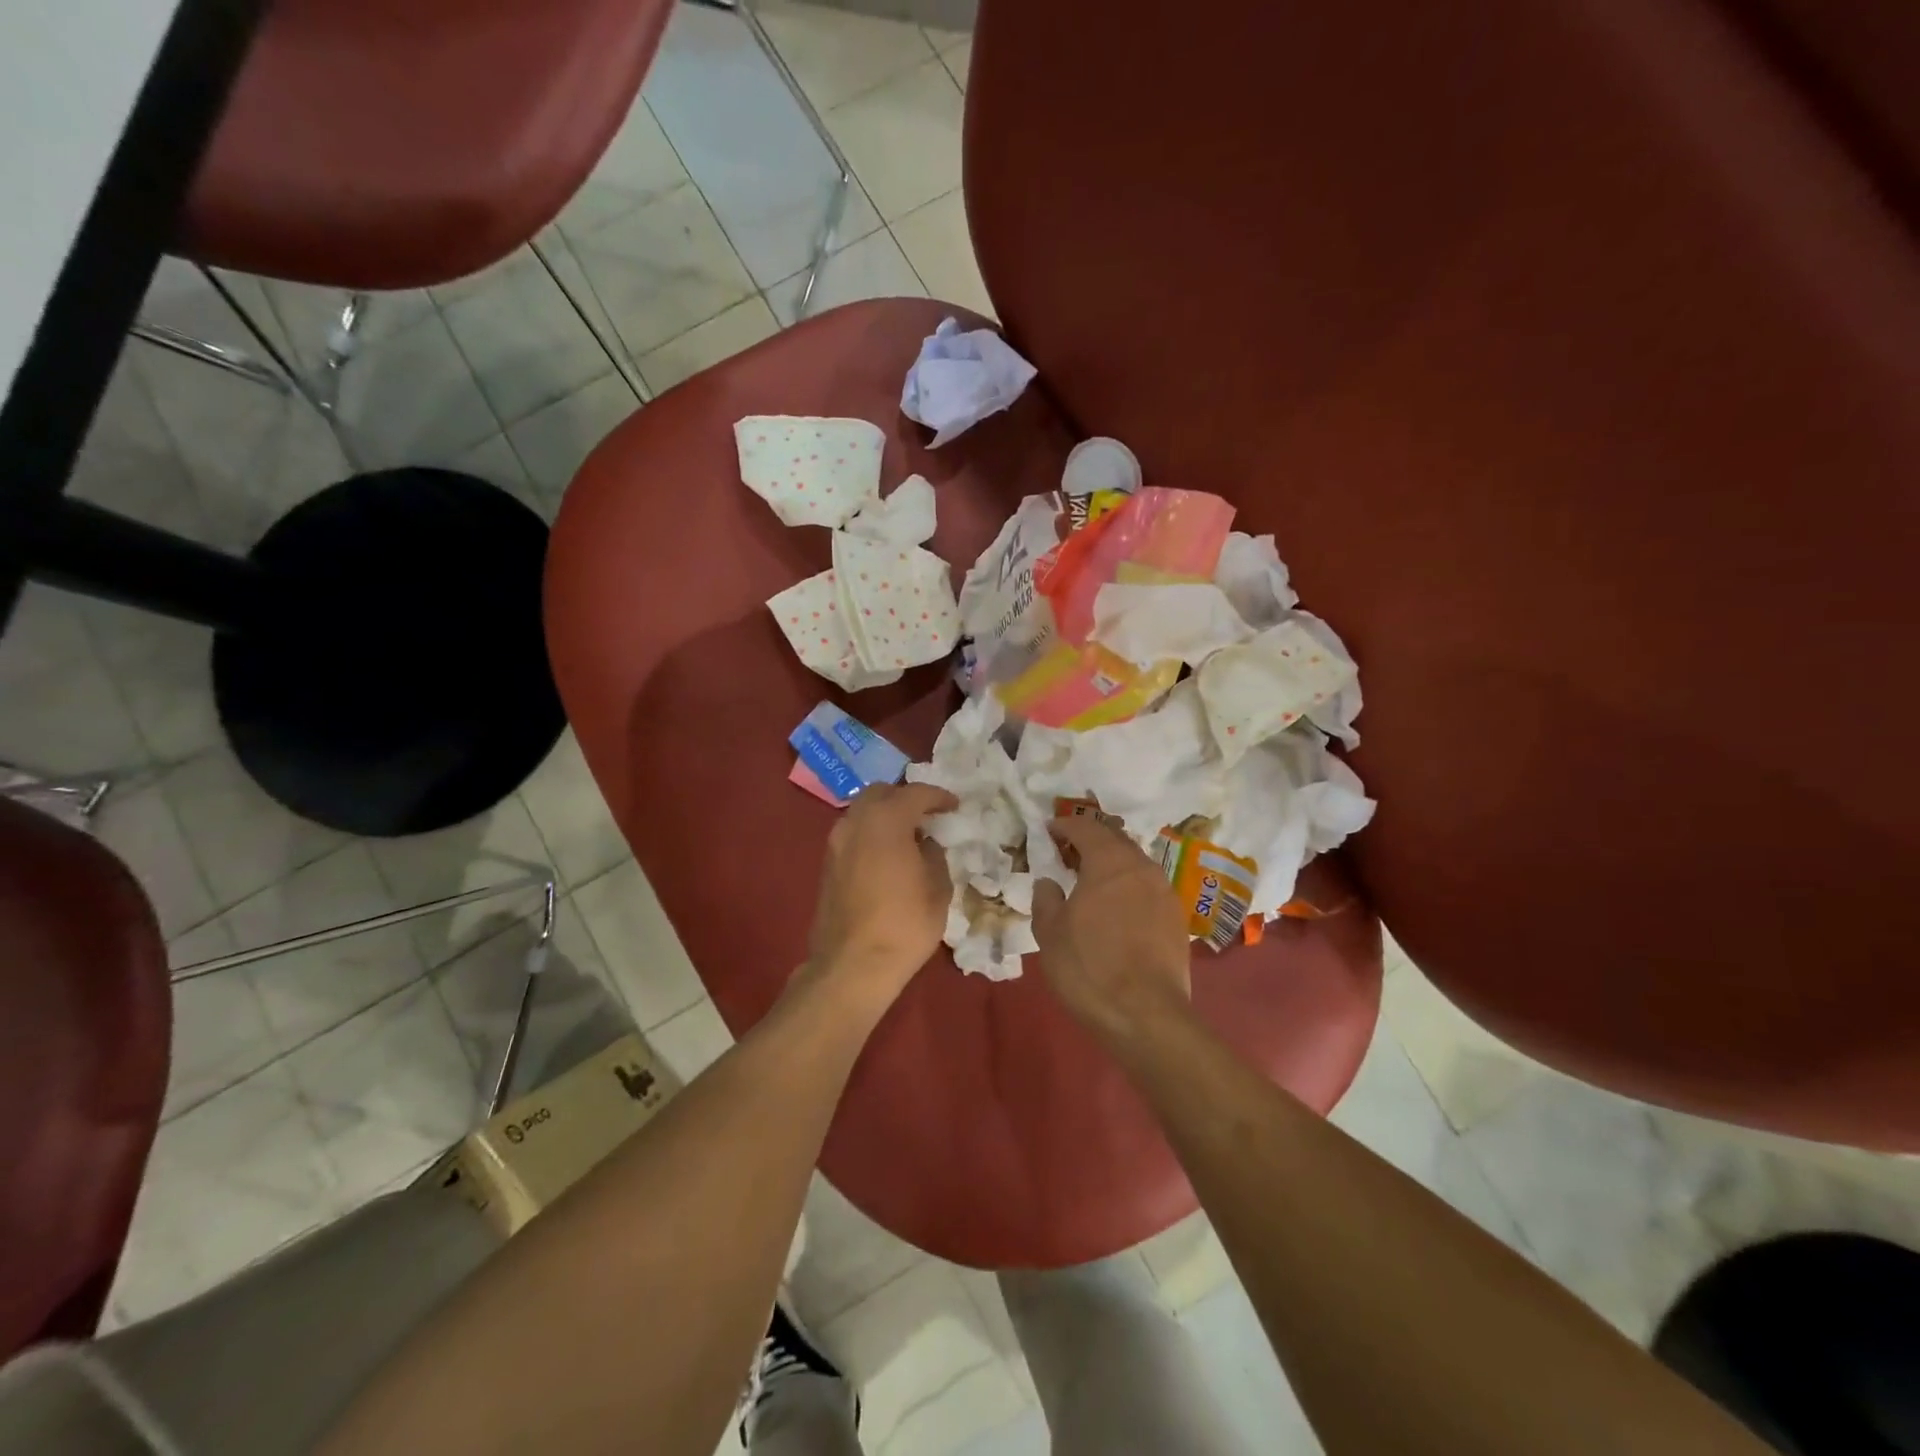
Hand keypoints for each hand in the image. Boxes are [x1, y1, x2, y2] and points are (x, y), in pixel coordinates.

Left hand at [804, 782, 957, 1007]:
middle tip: (926, 816)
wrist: (853, 965)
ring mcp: (836, 842)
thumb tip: (925, 845)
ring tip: (907, 836)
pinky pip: (852, 834)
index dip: (938, 797)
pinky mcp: (826, 864)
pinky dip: (871, 834)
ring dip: (885, 815)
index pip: (915, 793)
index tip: (954, 806)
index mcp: (887, 820)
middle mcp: (856, 822)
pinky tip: (887, 855)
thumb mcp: (937, 889)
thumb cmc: (904, 925)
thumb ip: (934, 856)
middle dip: (905, 798)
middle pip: (881, 793)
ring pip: (862, 812)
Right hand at [1032, 815, 1193, 1044]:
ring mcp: (1165, 892)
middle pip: (1115, 841)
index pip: (1086, 828)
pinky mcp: (1177, 919)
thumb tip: (1049, 883)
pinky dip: (1129, 887)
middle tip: (1070, 852)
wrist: (1145, 1014)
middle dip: (1091, 841)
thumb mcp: (1050, 932)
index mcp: (1109, 862)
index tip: (1050, 830)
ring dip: (1113, 865)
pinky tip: (1117, 908)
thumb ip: (1046, 899)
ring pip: (1135, 864)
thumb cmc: (1089, 967)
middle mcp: (1142, 867)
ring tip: (1093, 880)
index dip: (1065, 825)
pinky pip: (1148, 888)